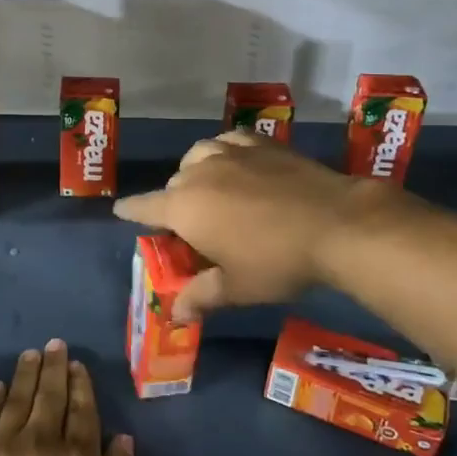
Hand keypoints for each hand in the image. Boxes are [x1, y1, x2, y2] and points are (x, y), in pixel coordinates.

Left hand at [0, 340, 135, 455]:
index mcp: (78, 455)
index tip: (76, 365)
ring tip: (31, 354)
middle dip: (54, 366)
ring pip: (19, 397)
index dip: (80, 383)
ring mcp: (5, 445)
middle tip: (54, 344)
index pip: (82, 408)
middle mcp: (43, 439)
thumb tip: (121, 437)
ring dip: (26, 372)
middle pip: (50, 394)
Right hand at [114, 131, 380, 319]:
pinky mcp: (260, 143)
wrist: (336, 223)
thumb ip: (201, 297)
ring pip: (197, 157)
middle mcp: (199, 172)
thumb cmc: (278, 260)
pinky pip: (227, 141)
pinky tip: (235, 161)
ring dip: (195, 173)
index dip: (130, 211)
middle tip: (192, 227)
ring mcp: (230, 151)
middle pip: (173, 185)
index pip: (144, 207)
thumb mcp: (237, 287)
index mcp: (184, 207)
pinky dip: (223, 151)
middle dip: (174, 203)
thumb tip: (176, 315)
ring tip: (210, 188)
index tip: (120, 210)